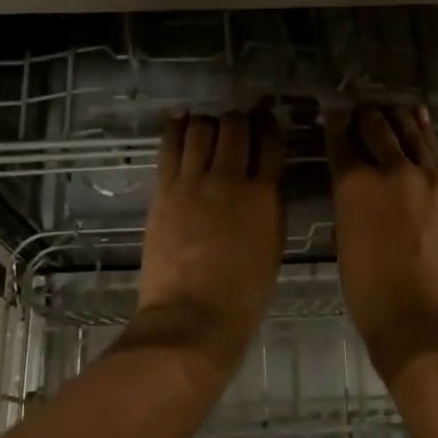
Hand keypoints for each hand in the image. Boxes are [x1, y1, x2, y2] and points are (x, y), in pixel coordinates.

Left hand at [118, 111, 285, 388]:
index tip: (268, 122)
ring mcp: (193, 183)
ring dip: (209, 122)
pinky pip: (170, 147)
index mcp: (264, 196)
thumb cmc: (243, 294)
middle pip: (235, 128)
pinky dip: (177, 128)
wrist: (192, 316)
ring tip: (209, 127)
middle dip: (240, 120)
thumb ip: (271, 210)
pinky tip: (180, 121)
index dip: (270, 127)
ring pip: (201, 130)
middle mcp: (229, 179)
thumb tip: (265, 185)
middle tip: (238, 125)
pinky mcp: (164, 191)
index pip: (270, 145)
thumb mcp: (273, 248)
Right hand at [326, 105, 437, 389]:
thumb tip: (356, 183)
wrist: (426, 323)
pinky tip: (420, 124)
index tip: (334, 114)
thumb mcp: (346, 242)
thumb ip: (350, 203)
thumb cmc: (371, 294)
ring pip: (412, 134)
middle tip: (362, 108)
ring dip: (399, 118)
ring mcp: (430, 177)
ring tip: (392, 107)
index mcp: (355, 185)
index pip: (342, 141)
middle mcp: (392, 170)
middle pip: (378, 129)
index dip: (336, 124)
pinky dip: (424, 136)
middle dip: (367, 116)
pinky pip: (436, 154)